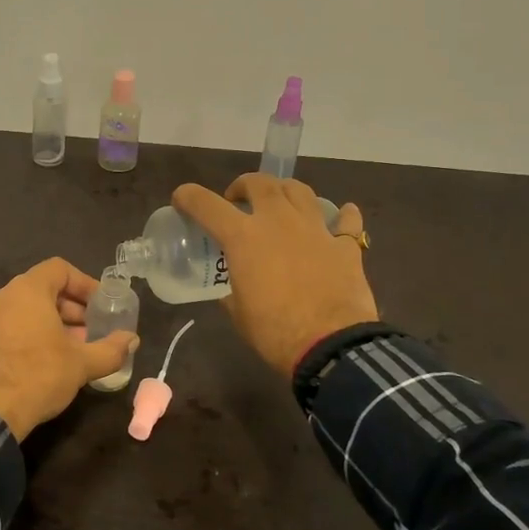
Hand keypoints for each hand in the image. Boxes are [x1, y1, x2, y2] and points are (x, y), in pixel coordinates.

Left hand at [0, 258, 139, 439]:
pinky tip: (44, 361)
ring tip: (72, 349)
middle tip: (91, 330)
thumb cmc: (38, 375)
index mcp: (27, 291)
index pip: (59, 269)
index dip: (84, 283)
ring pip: (24, 310)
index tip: (101, 304)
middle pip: (42, 289)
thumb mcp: (82, 363)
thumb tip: (132, 340)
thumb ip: (111, 349)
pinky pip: (8, 327)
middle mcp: (2, 297)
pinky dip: (29, 335)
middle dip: (70, 308)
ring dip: (51, 323)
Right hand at [171, 173, 377, 375]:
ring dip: (285, 191)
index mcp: (244, 237)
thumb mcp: (238, 312)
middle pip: (260, 183)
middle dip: (244, 186)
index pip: (206, 205)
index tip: (182, 199)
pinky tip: (342, 216)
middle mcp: (278, 221)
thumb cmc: (274, 332)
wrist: (331, 346)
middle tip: (238, 200)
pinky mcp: (345, 246)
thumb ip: (233, 291)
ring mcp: (315, 230)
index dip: (188, 197)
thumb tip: (233, 291)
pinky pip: (346, 221)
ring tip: (281, 204)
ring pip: (300, 191)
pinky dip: (342, 216)